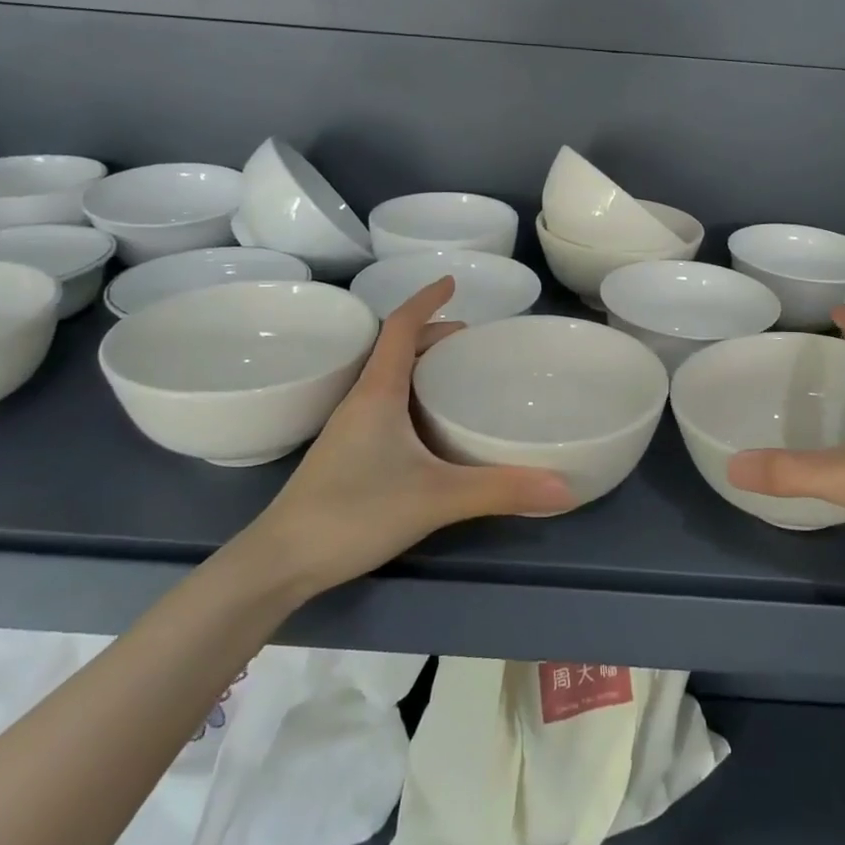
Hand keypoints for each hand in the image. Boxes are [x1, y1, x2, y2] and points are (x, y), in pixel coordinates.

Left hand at [243, 279, 573, 593]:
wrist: (279, 562)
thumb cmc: (353, 512)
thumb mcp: (436, 497)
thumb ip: (500, 490)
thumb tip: (565, 488)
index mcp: (378, 392)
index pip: (401, 327)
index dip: (426, 300)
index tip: (452, 282)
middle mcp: (361, 400)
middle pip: (397, 349)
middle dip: (434, 335)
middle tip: (473, 340)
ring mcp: (349, 428)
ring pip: (389, 378)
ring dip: (421, 364)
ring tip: (457, 374)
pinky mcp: (346, 454)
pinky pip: (384, 404)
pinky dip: (411, 395)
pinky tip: (430, 426)